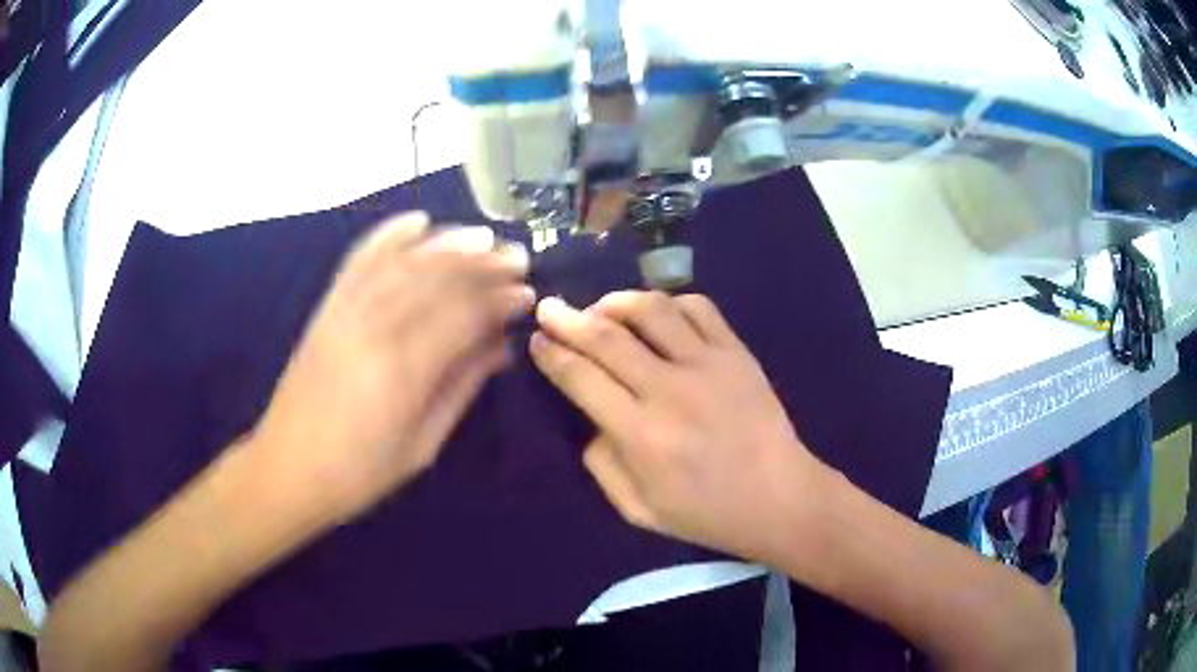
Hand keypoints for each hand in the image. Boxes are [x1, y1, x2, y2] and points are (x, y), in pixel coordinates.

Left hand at [251, 212, 533, 524]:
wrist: (288, 469)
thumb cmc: (359, 472)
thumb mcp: (422, 445)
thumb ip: (461, 388)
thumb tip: (500, 347)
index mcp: (402, 370)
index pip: (463, 313)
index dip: (500, 298)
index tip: (527, 294)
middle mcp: (373, 328)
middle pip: (437, 278)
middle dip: (483, 263)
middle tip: (517, 258)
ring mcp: (345, 312)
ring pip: (403, 261)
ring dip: (447, 243)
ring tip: (482, 237)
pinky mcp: (327, 308)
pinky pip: (360, 259)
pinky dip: (389, 235)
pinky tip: (417, 221)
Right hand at [530, 291, 825, 561]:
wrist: (778, 498)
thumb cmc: (706, 513)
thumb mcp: (638, 509)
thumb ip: (602, 464)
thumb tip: (593, 420)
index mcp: (640, 434)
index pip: (581, 378)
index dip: (552, 354)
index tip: (538, 341)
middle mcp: (669, 389)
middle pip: (606, 336)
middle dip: (568, 318)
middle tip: (550, 307)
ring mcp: (708, 364)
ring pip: (652, 310)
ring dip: (616, 301)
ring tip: (601, 308)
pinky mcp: (736, 353)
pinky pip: (698, 308)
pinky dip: (669, 301)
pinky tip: (657, 314)